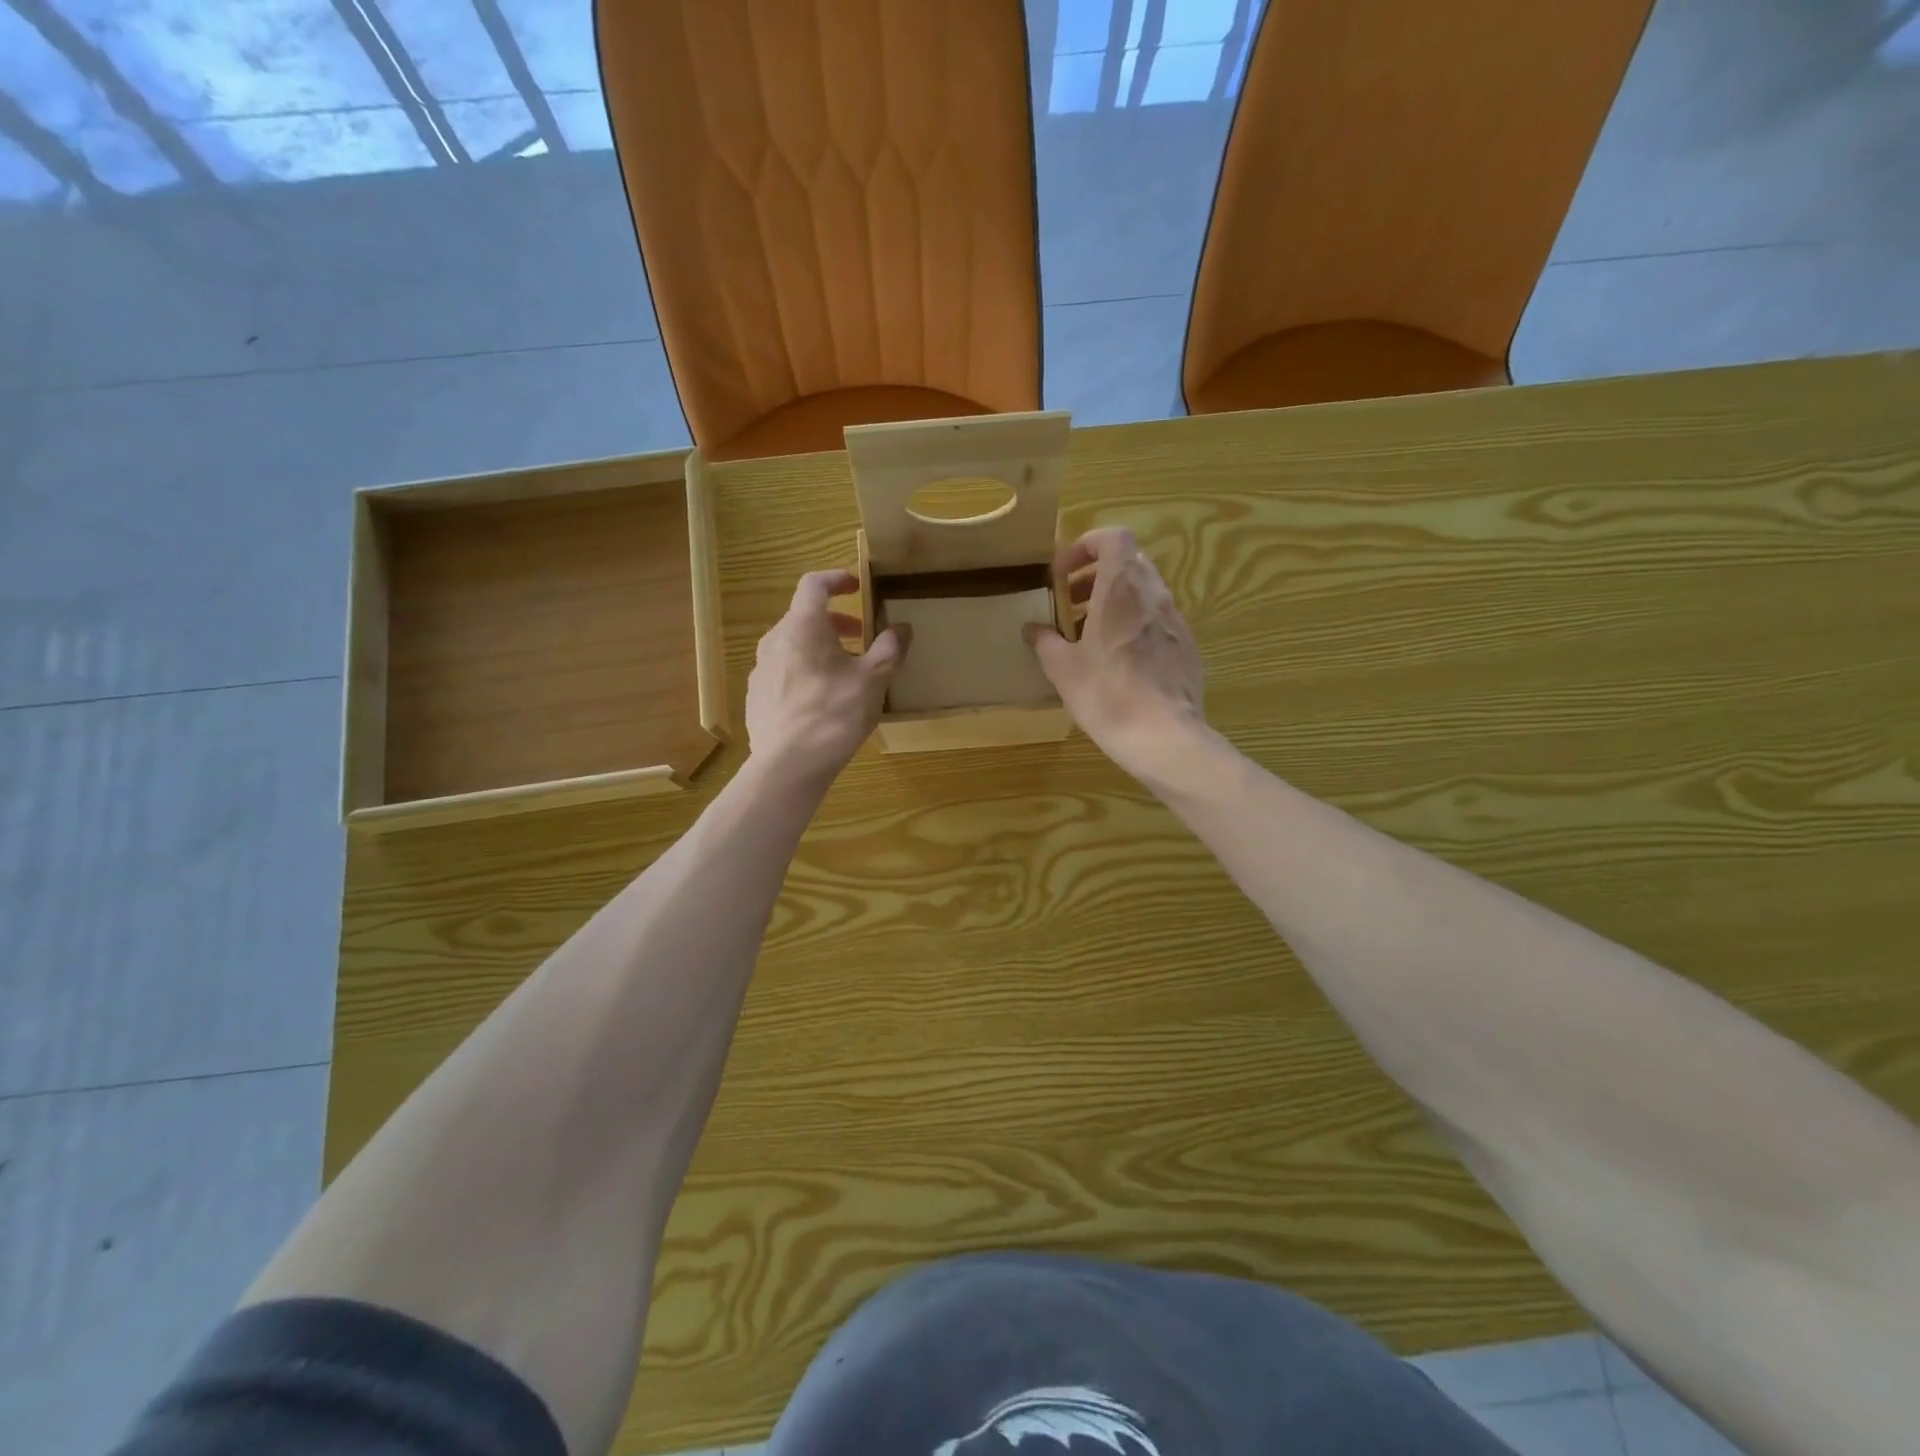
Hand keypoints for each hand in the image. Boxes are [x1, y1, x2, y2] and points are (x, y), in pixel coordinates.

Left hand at [745, 570, 907, 788]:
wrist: (787, 766)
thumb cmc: (834, 715)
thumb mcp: (873, 681)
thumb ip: (889, 649)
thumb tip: (903, 627)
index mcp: (802, 627)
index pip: (814, 584)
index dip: (836, 579)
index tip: (857, 586)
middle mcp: (775, 640)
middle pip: (804, 617)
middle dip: (835, 621)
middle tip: (860, 636)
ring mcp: (761, 670)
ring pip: (793, 645)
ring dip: (820, 648)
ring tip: (845, 671)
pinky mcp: (757, 697)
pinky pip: (784, 671)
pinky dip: (805, 671)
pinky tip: (822, 700)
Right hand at [1027, 528, 1205, 779]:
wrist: (1163, 736)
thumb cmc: (1107, 694)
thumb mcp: (1062, 669)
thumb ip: (1045, 641)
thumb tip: (1032, 629)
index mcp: (1120, 588)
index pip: (1112, 537)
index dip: (1085, 546)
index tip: (1062, 575)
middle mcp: (1153, 594)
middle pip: (1128, 562)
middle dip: (1095, 576)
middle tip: (1070, 604)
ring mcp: (1175, 619)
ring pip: (1144, 591)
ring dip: (1115, 601)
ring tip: (1090, 634)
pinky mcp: (1187, 645)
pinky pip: (1158, 619)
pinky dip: (1135, 624)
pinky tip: (1120, 660)